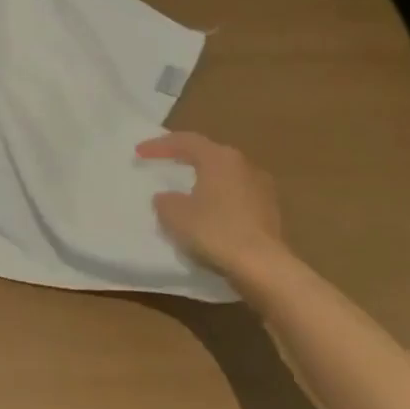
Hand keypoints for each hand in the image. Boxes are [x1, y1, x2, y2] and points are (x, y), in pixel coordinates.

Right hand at [136, 131, 287, 283]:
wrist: (264, 267)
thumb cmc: (215, 231)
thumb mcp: (175, 215)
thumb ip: (165, 200)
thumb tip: (166, 197)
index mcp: (219, 157)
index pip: (185, 141)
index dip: (159, 145)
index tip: (139, 153)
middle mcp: (243, 165)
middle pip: (208, 154)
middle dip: (185, 158)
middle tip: (165, 163)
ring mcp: (261, 188)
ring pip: (225, 176)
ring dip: (205, 180)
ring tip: (187, 191)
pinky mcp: (270, 212)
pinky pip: (237, 197)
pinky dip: (219, 200)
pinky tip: (209, 215)